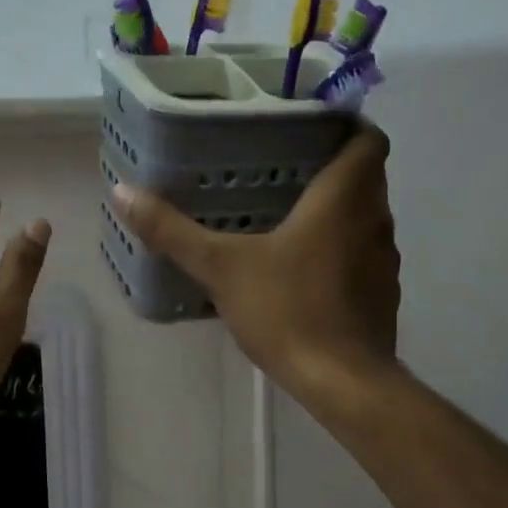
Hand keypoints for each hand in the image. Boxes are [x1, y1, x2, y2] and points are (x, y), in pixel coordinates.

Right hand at [111, 124, 399, 404]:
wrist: (342, 382)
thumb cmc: (288, 310)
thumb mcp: (221, 267)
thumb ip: (172, 231)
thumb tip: (123, 192)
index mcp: (344, 199)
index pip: (368, 138)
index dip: (346, 125)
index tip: (310, 128)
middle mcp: (375, 221)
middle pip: (365, 177)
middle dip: (331, 168)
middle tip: (281, 168)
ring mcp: (384, 261)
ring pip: (364, 218)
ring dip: (336, 212)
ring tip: (287, 215)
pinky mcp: (382, 295)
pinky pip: (362, 256)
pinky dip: (339, 251)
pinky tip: (301, 269)